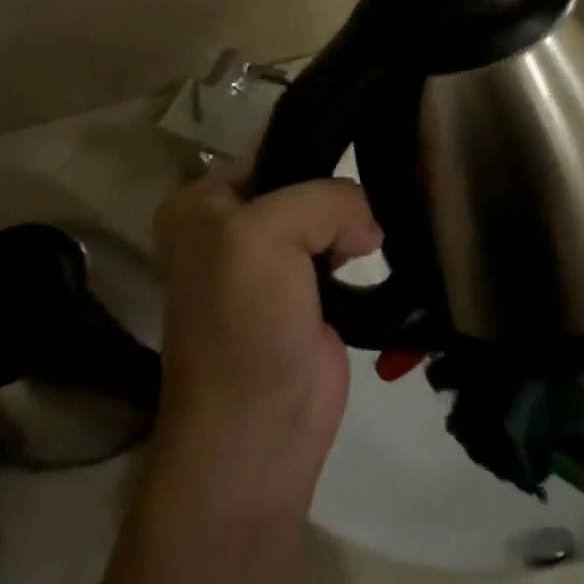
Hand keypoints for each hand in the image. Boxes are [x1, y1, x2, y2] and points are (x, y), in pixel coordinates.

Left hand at [151, 162, 381, 492]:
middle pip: (303, 179)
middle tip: (377, 196)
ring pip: (327, 214)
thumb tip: (367, 229)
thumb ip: (328, 199)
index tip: (364, 148)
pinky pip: (342, 248)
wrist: (258, 436)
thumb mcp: (271, 232)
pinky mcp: (306, 294)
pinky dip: (363, 248)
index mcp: (202, 203)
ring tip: (379, 226)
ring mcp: (271, 262)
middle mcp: (231, 225)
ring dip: (355, 220)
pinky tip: (380, 249)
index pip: (272, 147)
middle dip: (339, 189)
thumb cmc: (246, 324)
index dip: (315, 148)